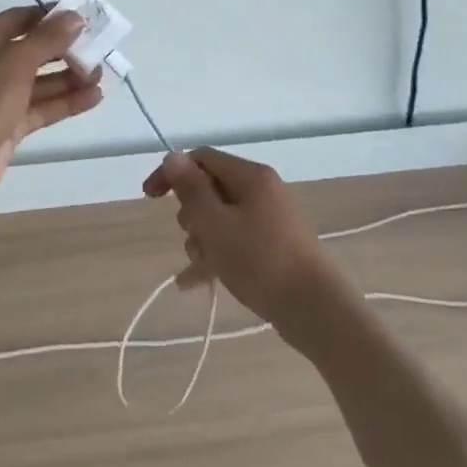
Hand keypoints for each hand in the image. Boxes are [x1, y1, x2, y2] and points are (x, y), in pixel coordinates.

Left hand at [0, 7, 103, 213]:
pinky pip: (40, 109)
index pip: (21, 19)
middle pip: (32, 51)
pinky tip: (94, 98)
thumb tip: (74, 17)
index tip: (85, 17)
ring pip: (38, 83)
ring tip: (101, 75)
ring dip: (69, 78)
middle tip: (99, 49)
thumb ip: (47, 39)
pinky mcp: (6, 128)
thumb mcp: (13, 61)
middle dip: (65, 50)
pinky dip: (65, 103)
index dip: (52, 17)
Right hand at [143, 149, 354, 344]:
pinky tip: (195, 283)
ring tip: (203, 267)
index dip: (172, 174)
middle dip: (191, 214)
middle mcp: (262, 190)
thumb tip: (172, 156)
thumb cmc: (261, 261)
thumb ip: (191, 189)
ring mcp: (270, 219)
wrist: (317, 310)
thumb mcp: (216, 224)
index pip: (201, 158)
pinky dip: (217, 255)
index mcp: (250, 176)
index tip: (149, 198)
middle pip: (211, 189)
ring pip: (221, 218)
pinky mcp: (275, 246)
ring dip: (203, 239)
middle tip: (193, 238)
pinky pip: (235, 241)